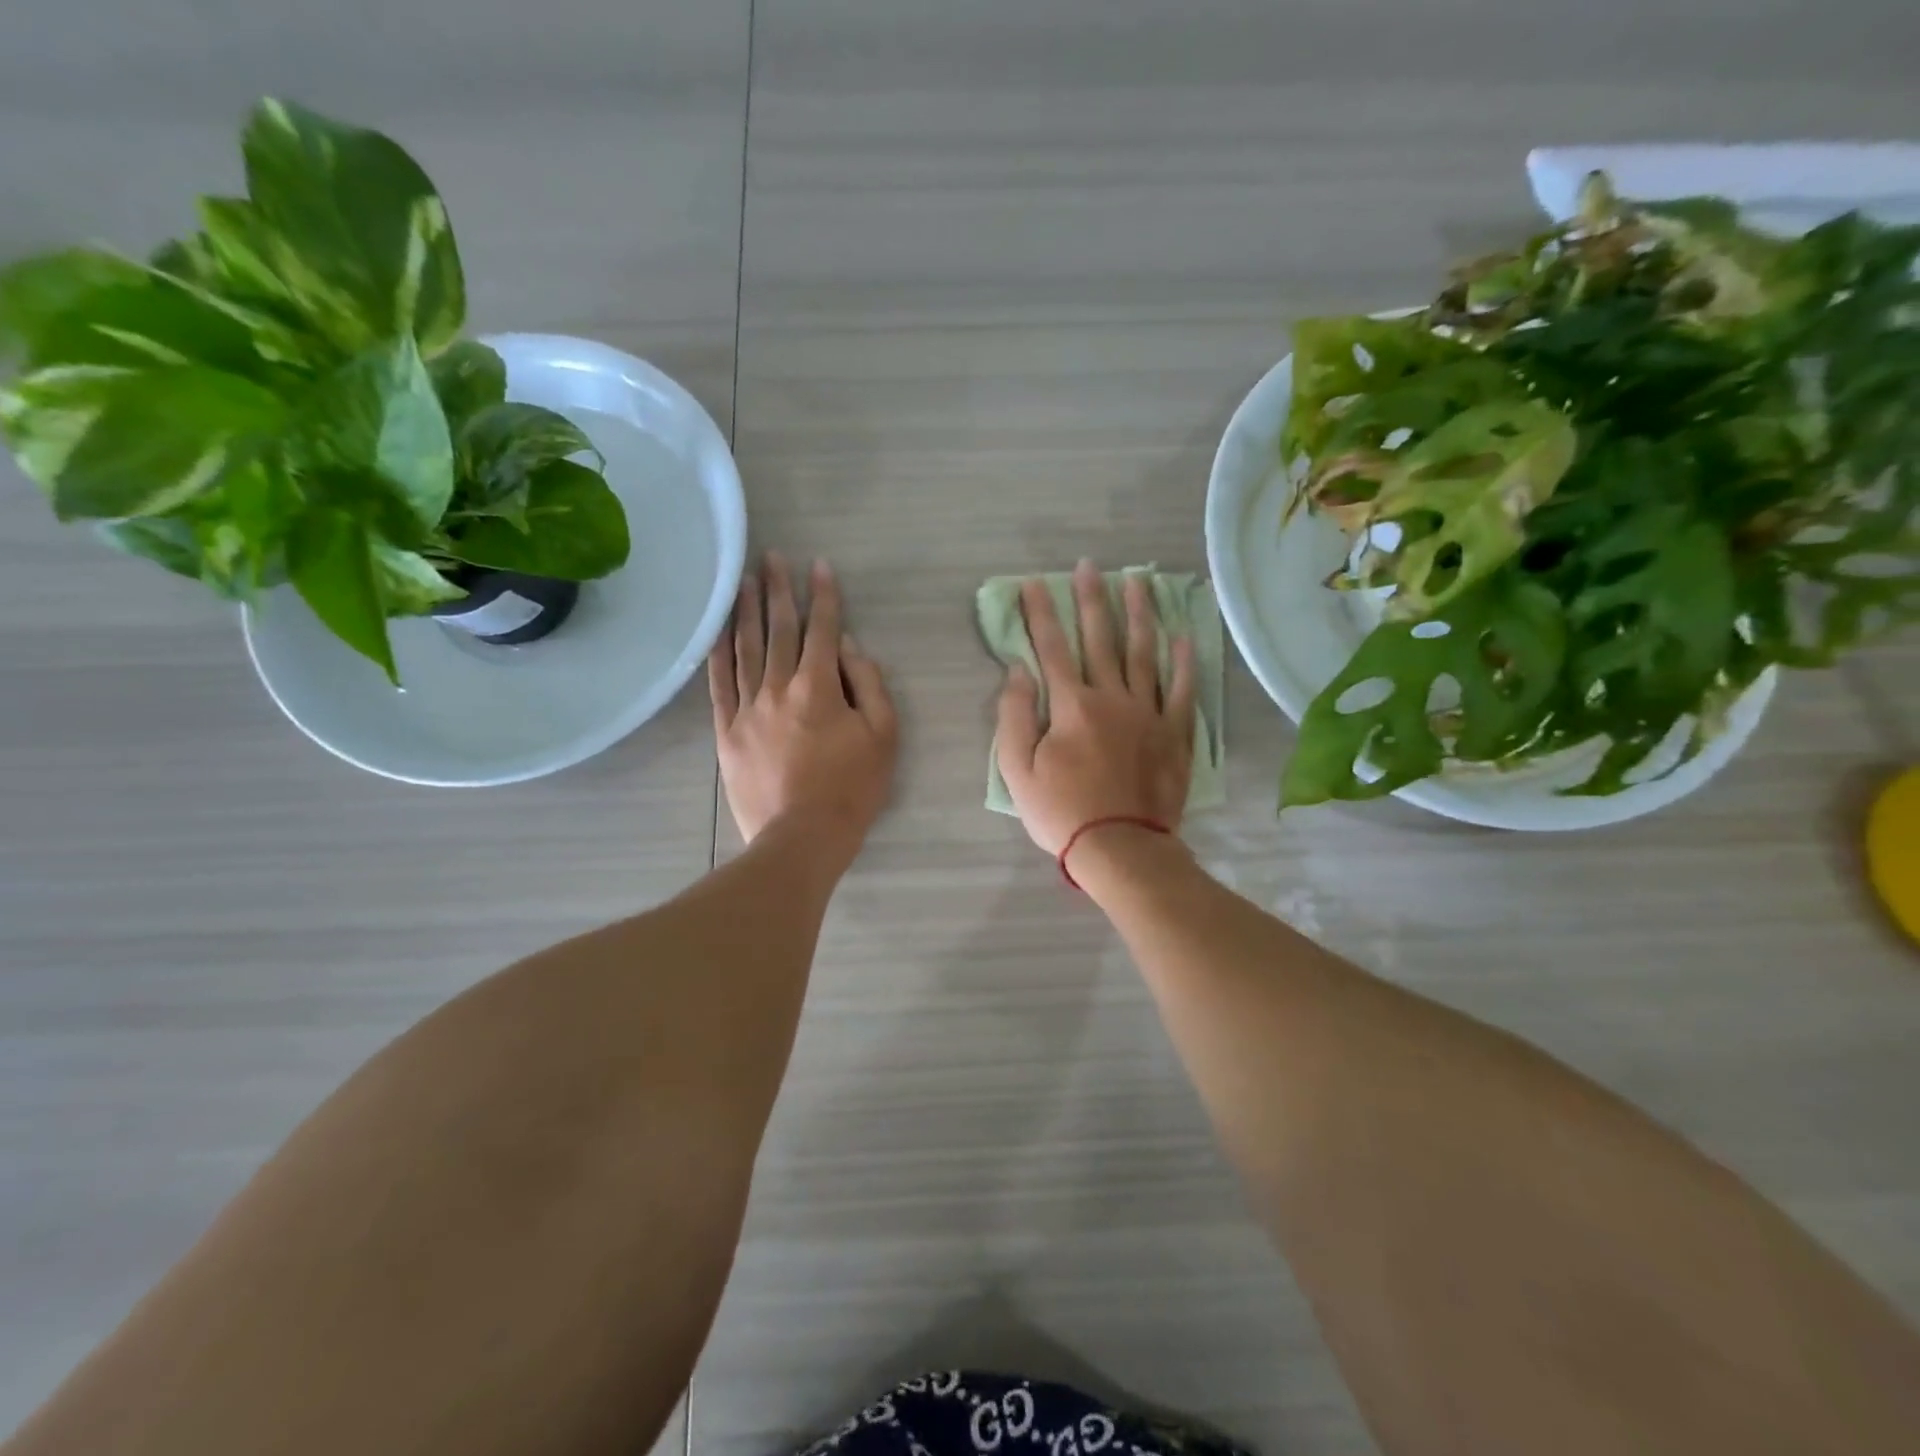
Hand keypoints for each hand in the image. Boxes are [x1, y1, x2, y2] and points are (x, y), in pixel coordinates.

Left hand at [709, 553, 897, 860]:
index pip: (822, 630)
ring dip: (746, 611)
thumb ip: (868, 685)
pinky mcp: (727, 731)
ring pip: (746, 649)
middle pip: (779, 630)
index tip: (818, 566)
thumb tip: (848, 647)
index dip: (823, 596)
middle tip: (771, 557)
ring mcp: (748, 708)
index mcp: (818, 687)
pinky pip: (719, 684)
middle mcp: (778, 687)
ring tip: (743, 580)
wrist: (802, 837)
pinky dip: (718, 653)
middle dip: (778, 590)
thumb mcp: (883, 736)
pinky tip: (718, 630)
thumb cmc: (852, 788)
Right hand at [995, 559, 1195, 864]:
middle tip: (1089, 566)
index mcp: (1071, 705)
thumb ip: (1013, 716)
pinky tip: (1184, 636)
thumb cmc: (1062, 812)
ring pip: (1144, 653)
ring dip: (1139, 615)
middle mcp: (1112, 697)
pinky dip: (1184, 662)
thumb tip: (1018, 671)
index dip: (1040, 614)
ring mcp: (1149, 713)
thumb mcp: (1017, 770)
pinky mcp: (1175, 733)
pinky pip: (1182, 690)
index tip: (1033, 583)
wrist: (1121, 848)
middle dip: (1091, 599)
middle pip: (1100, 639)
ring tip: (1138, 581)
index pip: (1052, 648)